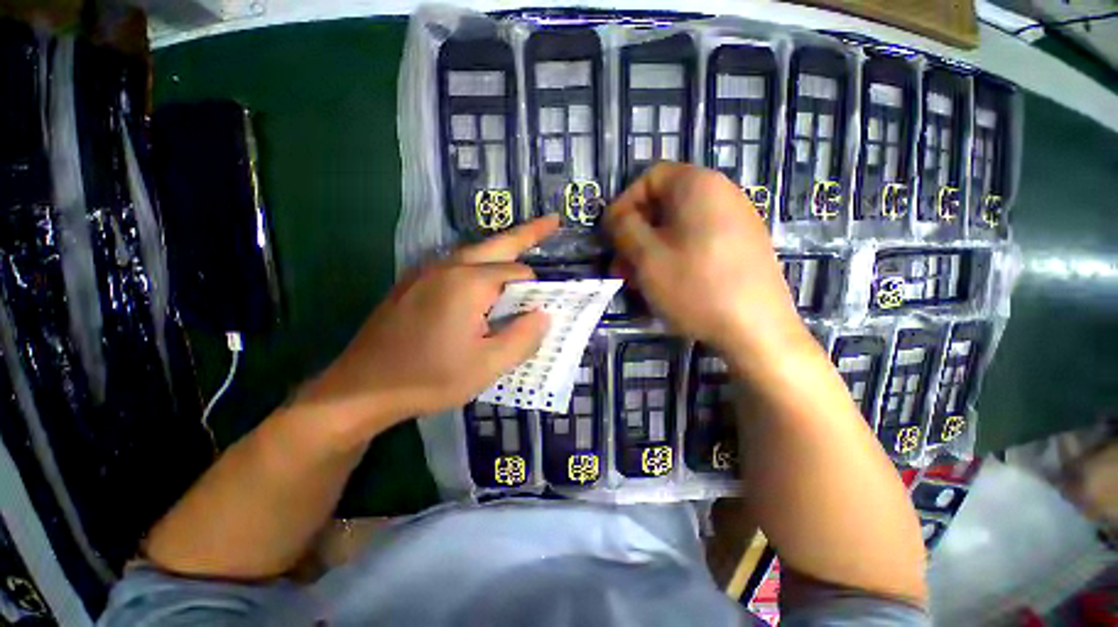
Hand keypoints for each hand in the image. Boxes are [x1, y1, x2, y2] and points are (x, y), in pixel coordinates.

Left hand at [299, 216, 558, 427]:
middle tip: (553, 222)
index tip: (538, 311)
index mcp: (469, 283)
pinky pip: (456, 264)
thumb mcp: (487, 366)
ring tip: (523, 248)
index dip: (534, 291)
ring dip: (502, 250)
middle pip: (499, 244)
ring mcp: (426, 271)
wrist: (360, 389)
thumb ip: (523, 338)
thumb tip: (544, 315)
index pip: (518, 274)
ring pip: (476, 251)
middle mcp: (448, 266)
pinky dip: (480, 264)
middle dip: (529, 233)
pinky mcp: (413, 282)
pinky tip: (483, 282)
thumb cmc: (429, 379)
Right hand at [605, 163, 803, 359]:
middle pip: (664, 204)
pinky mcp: (743, 246)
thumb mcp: (647, 256)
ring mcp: (737, 221)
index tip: (612, 235)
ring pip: (679, 227)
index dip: (623, 203)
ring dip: (651, 249)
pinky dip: (674, 256)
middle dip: (635, 234)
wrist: (757, 330)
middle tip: (620, 266)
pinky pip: (697, 242)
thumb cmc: (694, 286)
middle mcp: (722, 194)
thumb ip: (624, 228)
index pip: (650, 177)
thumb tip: (618, 217)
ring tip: (638, 281)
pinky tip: (665, 284)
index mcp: (698, 185)